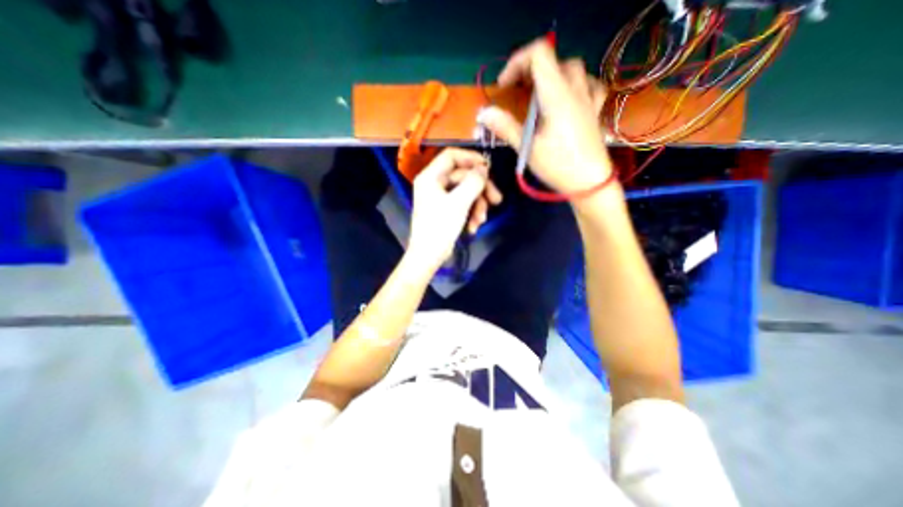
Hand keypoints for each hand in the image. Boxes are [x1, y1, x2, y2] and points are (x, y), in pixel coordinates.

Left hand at [409, 146, 504, 273]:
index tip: (489, 167)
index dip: (471, 159)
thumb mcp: (459, 203)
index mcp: (431, 177)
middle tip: (496, 199)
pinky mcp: (447, 210)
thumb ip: (473, 182)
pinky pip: (463, 204)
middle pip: (463, 176)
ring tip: (481, 220)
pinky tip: (473, 227)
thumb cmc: (439, 227)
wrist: (428, 256)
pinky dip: (471, 214)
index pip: (451, 156)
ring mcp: (441, 198)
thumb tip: (484, 168)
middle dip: (480, 189)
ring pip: (466, 192)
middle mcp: (435, 184)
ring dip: (477, 205)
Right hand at [479, 37, 613, 193]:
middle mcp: (575, 89)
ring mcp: (588, 98)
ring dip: (552, 74)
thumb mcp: (528, 149)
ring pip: (573, 68)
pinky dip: (576, 84)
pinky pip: (590, 84)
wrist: (590, 183)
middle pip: (554, 59)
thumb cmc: (558, 166)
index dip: (517, 62)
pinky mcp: (594, 110)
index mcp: (556, 95)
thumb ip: (506, 127)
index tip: (504, 87)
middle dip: (530, 69)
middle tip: (517, 91)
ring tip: (539, 94)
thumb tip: (484, 113)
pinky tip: (569, 96)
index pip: (539, 54)